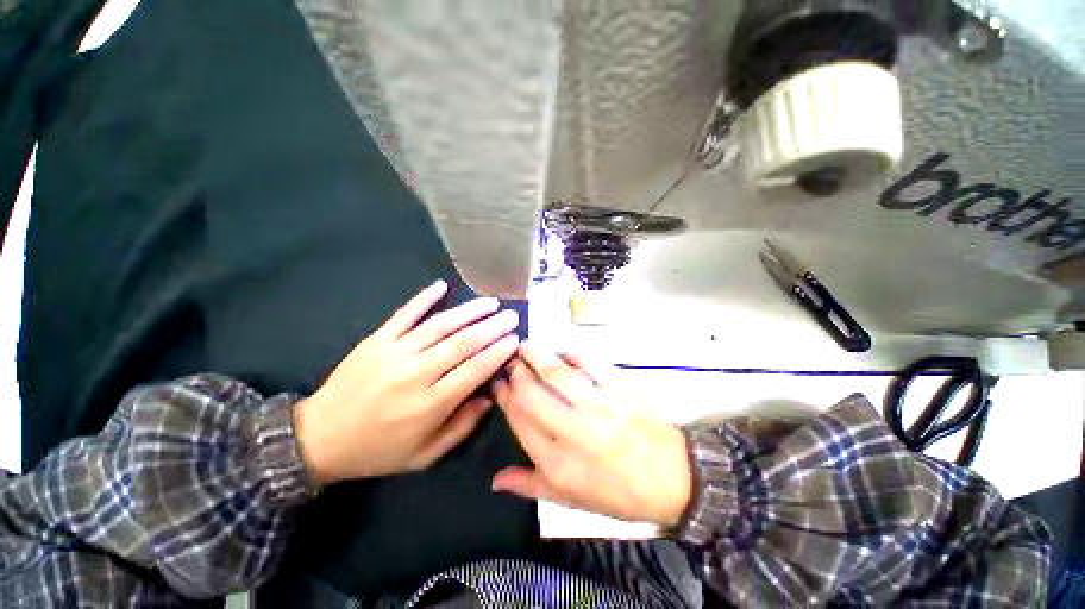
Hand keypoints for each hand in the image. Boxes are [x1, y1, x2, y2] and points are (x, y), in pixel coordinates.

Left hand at [293, 280, 519, 484]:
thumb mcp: (425, 455)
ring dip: (469, 311)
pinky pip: (404, 314)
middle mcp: (415, 374)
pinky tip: (442, 286)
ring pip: (440, 325)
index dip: (497, 352)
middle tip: (511, 316)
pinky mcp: (376, 340)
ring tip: (491, 302)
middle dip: (492, 327)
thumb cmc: (378, 450)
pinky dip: (423, 298)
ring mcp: (394, 352)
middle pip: (462, 343)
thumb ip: (461, 427)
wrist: (319, 438)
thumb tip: (489, 396)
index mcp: (429, 404)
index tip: (515, 339)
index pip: (474, 370)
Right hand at [491, 344, 691, 527]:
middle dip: (516, 372)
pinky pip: (592, 364)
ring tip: (526, 346)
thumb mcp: (571, 501)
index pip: (520, 421)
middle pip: (533, 394)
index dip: (505, 398)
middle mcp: (573, 431)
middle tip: (510, 360)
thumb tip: (495, 480)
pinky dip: (574, 354)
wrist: (672, 479)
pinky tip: (564, 351)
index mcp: (558, 463)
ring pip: (558, 374)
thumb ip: (531, 486)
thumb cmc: (618, 493)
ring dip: (538, 356)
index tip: (498, 383)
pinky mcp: (620, 390)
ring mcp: (599, 406)